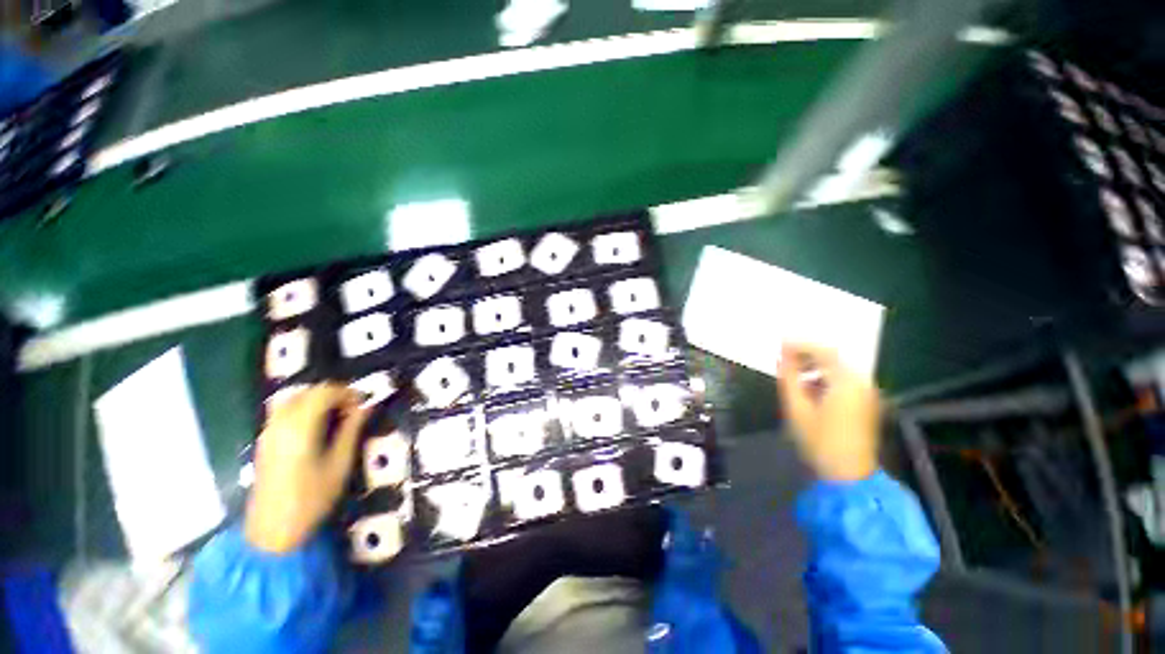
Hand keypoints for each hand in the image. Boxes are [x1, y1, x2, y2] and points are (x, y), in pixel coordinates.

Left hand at [245, 384, 369, 552]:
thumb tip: (367, 406)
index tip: (363, 406)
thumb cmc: (312, 498)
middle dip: (334, 395)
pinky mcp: (264, 441)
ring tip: (336, 418)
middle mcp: (280, 423)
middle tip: (353, 411)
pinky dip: (304, 409)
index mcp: (300, 427)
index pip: (325, 392)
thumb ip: (352, 430)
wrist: (273, 530)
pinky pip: (284, 411)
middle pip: (308, 392)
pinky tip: (317, 428)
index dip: (348, 393)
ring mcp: (268, 431)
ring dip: (318, 401)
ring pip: (294, 399)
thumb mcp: (340, 463)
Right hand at [776, 343, 880, 481]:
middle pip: (834, 358)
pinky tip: (810, 387)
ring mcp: (867, 393)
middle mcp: (861, 383)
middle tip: (784, 356)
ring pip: (839, 369)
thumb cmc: (819, 441)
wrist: (848, 475)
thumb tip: (782, 357)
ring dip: (816, 366)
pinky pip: (844, 380)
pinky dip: (826, 377)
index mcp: (846, 382)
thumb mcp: (796, 408)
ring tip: (793, 372)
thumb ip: (788, 378)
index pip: (823, 352)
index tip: (780, 343)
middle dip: (807, 354)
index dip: (800, 345)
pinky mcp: (867, 403)